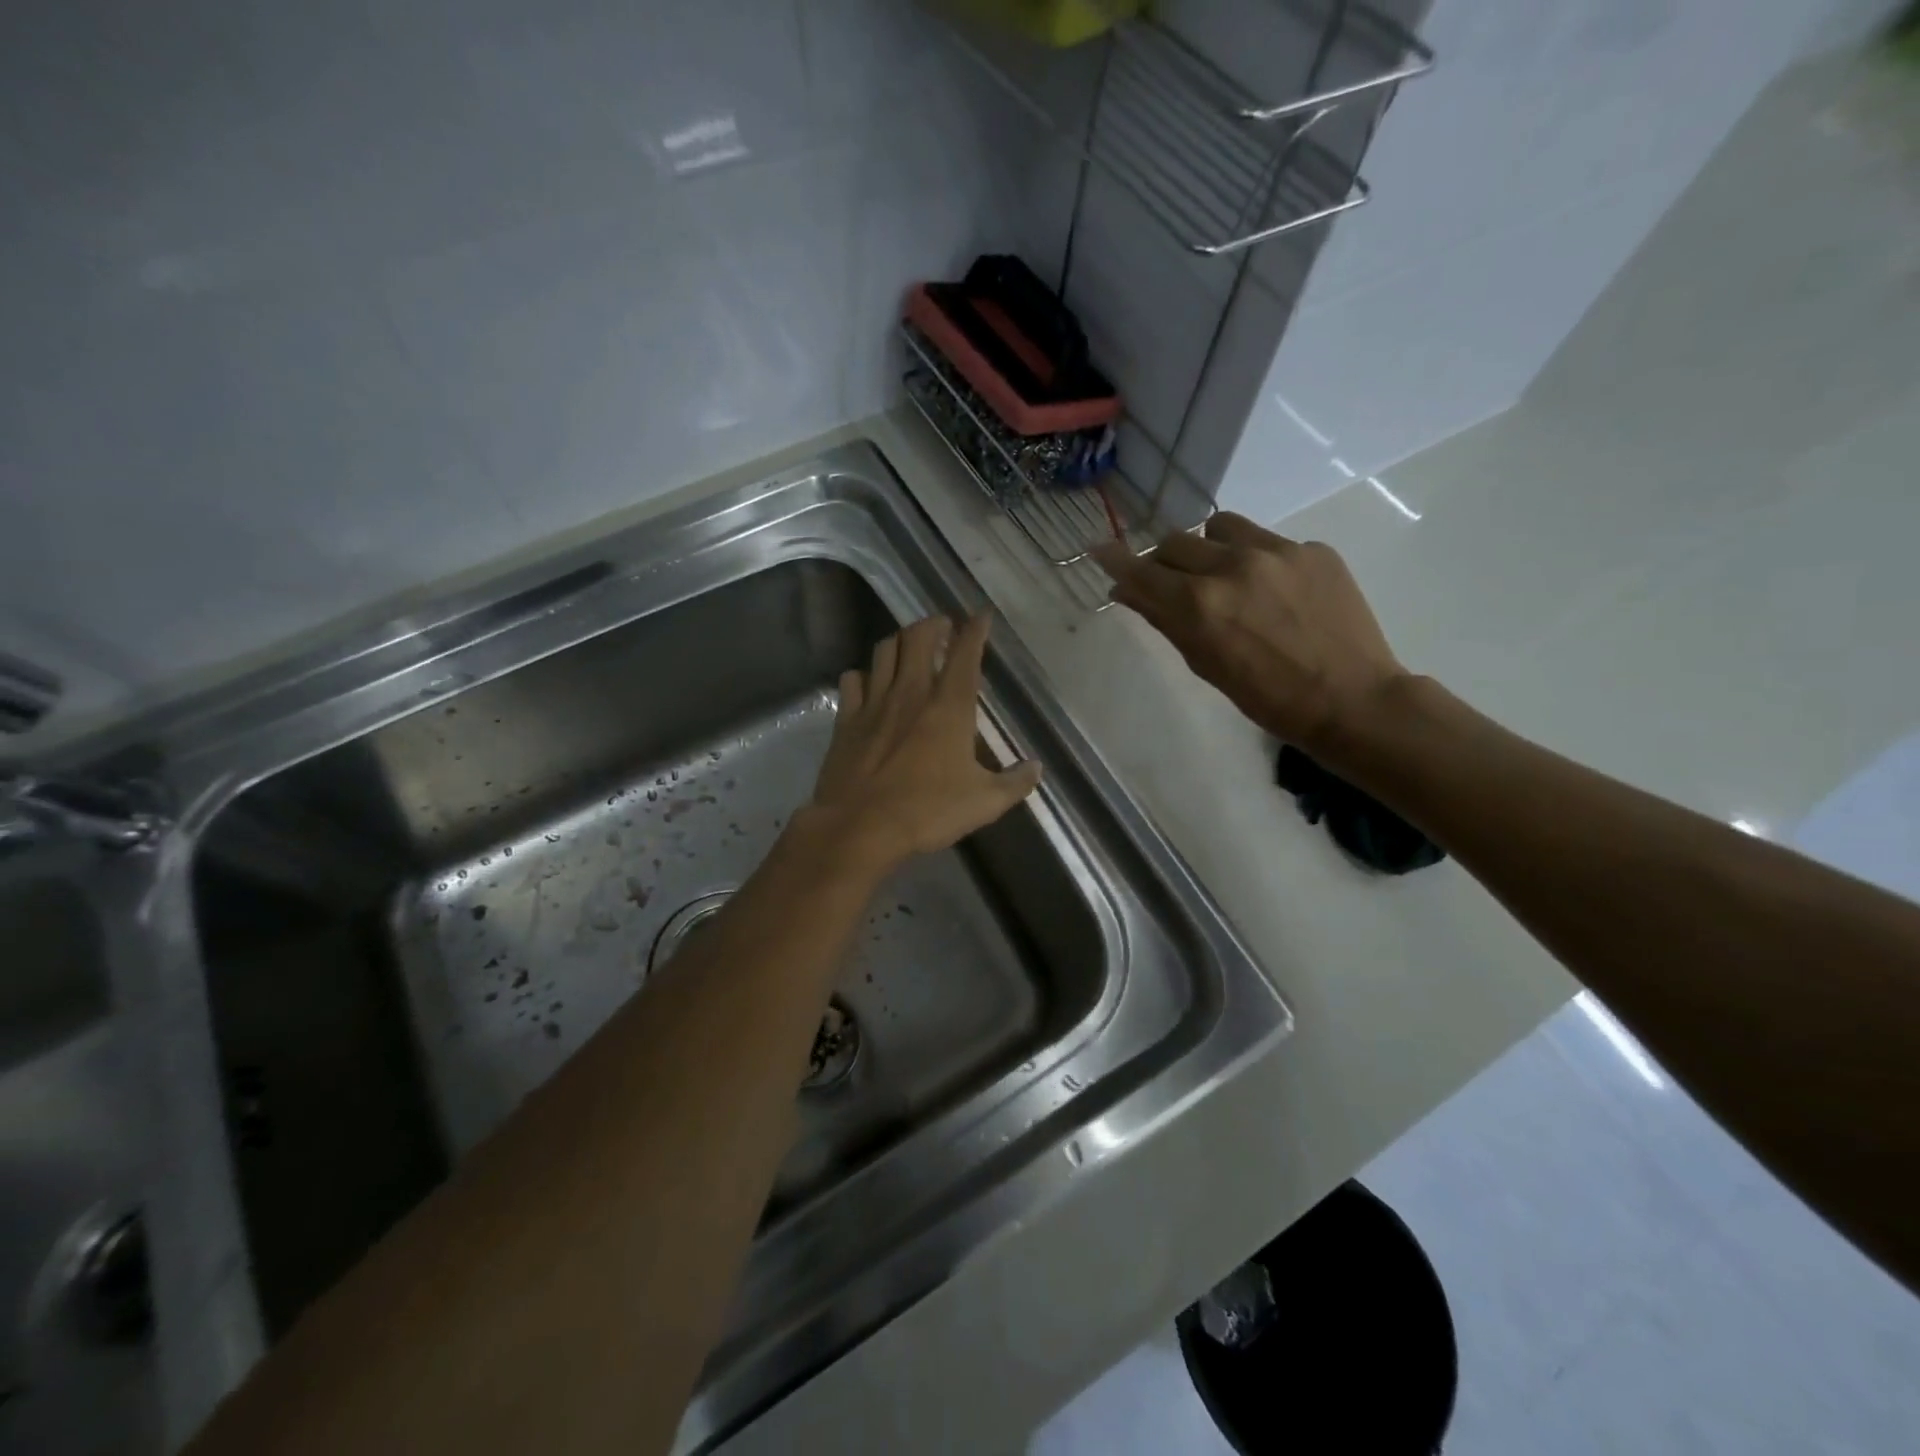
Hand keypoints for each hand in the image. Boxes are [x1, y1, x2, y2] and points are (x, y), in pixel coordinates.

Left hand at [806, 613, 1041, 871]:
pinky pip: (853, 680)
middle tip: (943, 627)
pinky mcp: (846, 720)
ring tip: (909, 647)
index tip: (982, 615)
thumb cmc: (928, 811)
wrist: (861, 827)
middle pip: (918, 636)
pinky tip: (869, 683)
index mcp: (949, 706)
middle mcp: (911, 692)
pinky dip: (864, 675)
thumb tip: (1036, 768)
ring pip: (884, 650)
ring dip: (899, 641)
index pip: (966, 653)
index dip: (976, 629)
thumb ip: (1015, 783)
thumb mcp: (985, 803)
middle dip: (933, 624)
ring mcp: (874, 702)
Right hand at [1093, 514, 1408, 759]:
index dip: (1115, 560)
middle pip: (1175, 541)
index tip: (1099, 549)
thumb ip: (1165, 621)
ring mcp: (1278, 552)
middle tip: (1171, 582)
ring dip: (1209, 548)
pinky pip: (1267, 540)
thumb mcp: (1205, 665)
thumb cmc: (1268, 699)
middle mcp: (1233, 566)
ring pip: (1220, 528)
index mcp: (1201, 604)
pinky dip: (1256, 560)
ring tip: (1225, 575)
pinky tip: (1275, 592)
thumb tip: (1126, 591)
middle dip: (1163, 561)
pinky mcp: (1313, 549)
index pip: (1142, 571)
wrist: (1352, 700)